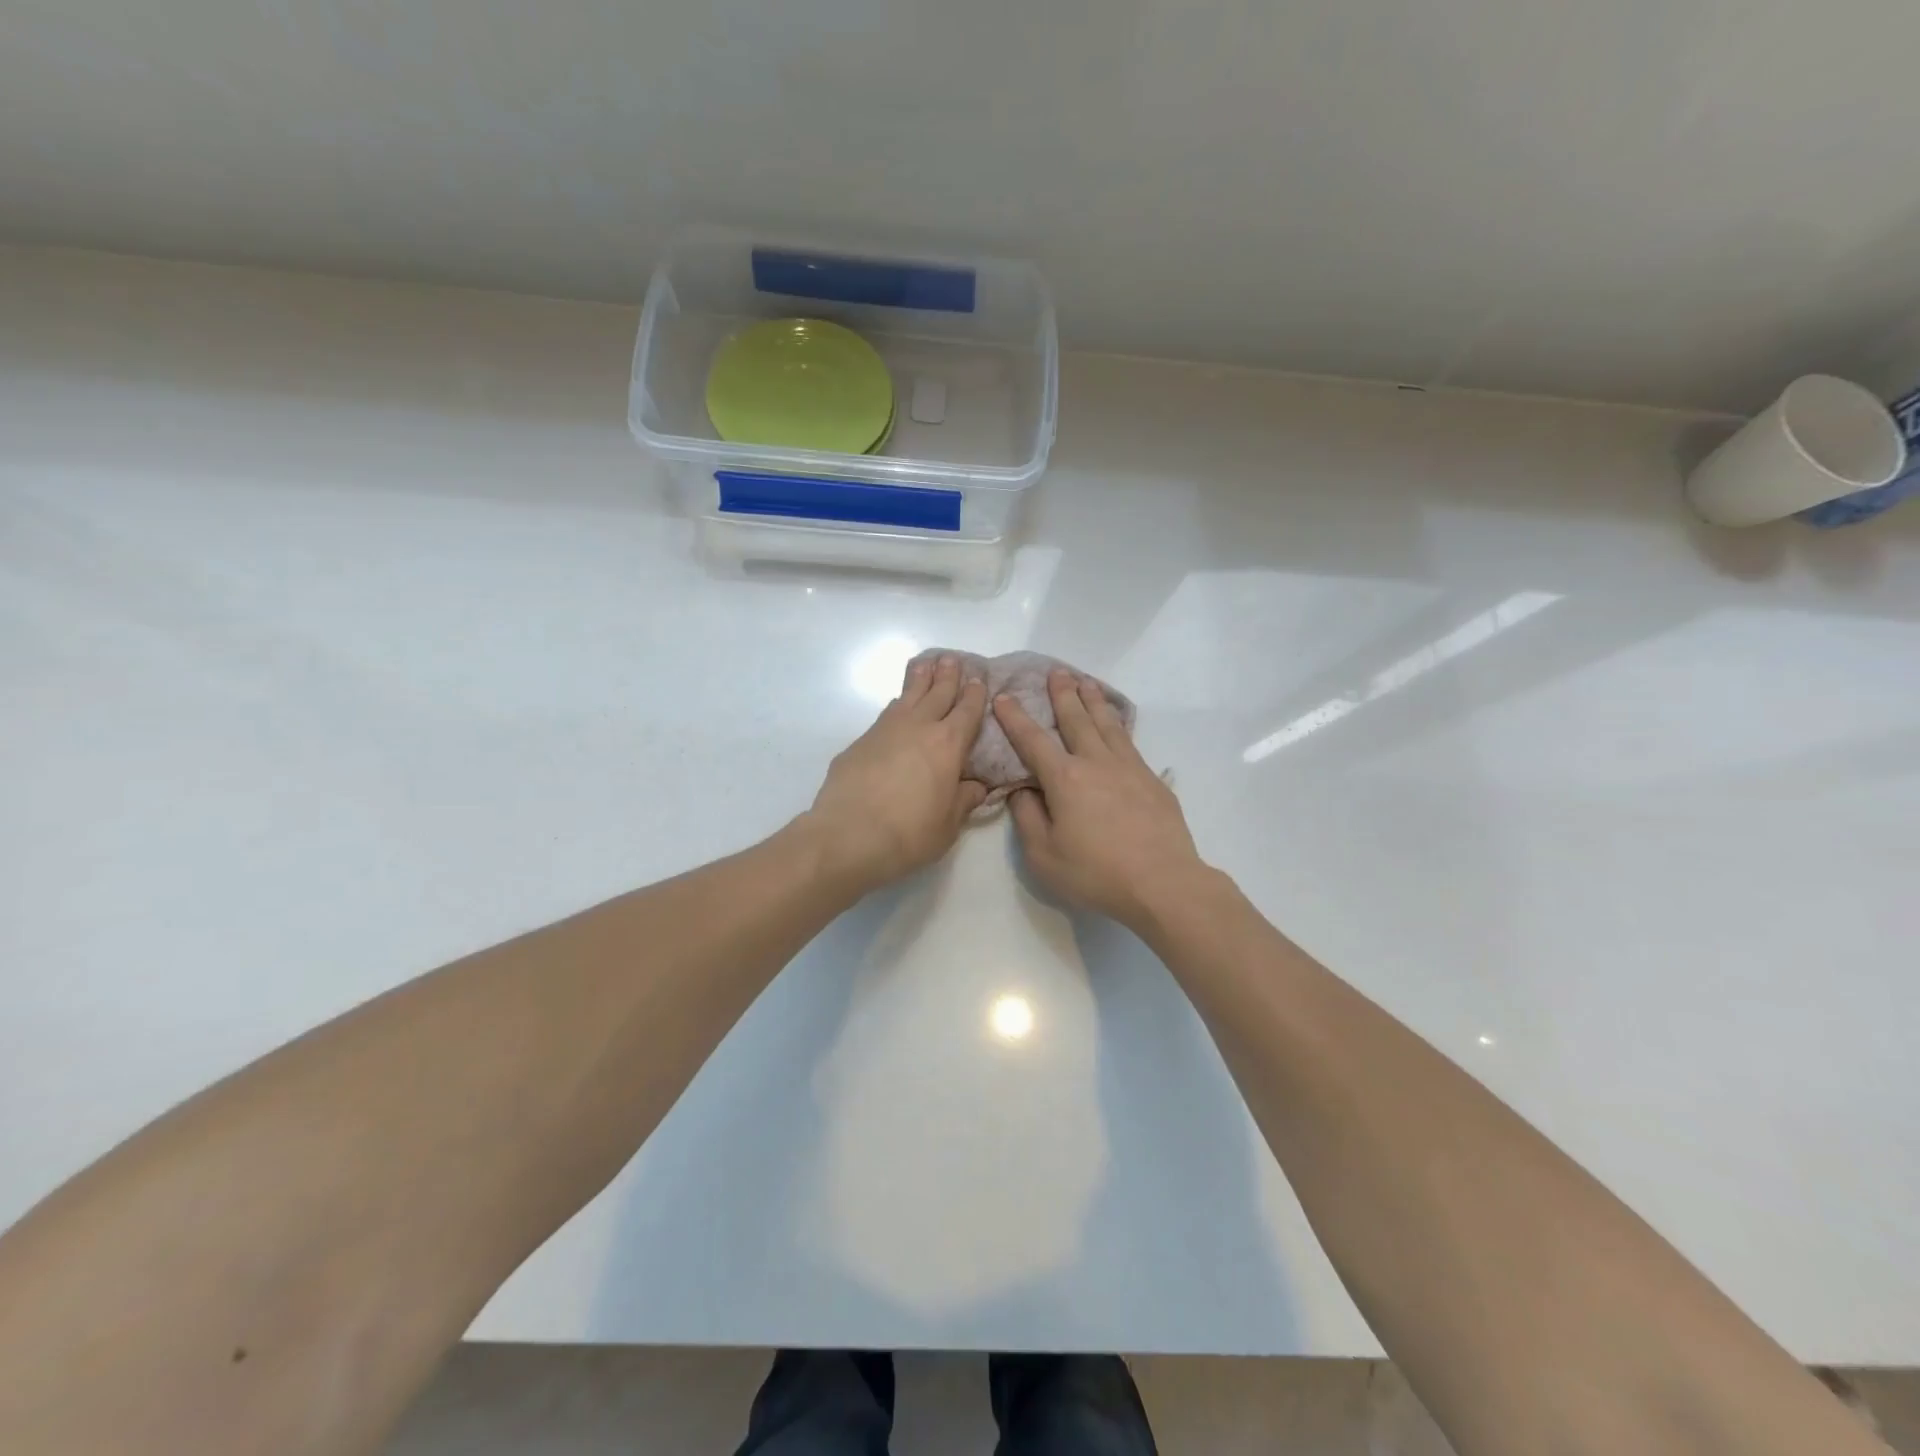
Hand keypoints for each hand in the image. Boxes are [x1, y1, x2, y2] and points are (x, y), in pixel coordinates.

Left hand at [806, 654, 988, 891]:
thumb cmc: (909, 833)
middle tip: (953, 659)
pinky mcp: (860, 742)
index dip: (975, 695)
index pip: (967, 711)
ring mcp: (885, 730)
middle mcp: (918, 727)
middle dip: (948, 676)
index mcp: (948, 744)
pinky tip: (896, 706)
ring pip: (907, 696)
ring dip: (919, 680)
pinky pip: (885, 714)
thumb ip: (964, 800)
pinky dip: (897, 704)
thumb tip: (976, 787)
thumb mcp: (949, 825)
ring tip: (925, 665)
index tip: (979, 680)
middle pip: (937, 693)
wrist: (848, 835)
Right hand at [994, 669, 1205, 931]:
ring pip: (1107, 724)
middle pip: (1076, 720)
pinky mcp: (1151, 780)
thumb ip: (1027, 818)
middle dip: (1062, 695)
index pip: (1033, 741)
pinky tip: (1118, 723)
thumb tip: (1022, 790)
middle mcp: (1096, 762)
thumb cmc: (1096, 873)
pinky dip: (1119, 724)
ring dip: (1093, 701)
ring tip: (1086, 682)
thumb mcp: (1044, 855)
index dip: (1015, 718)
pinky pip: (1130, 741)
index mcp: (1065, 779)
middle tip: (1056, 672)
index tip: (1004, 697)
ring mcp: (1128, 768)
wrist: (1163, 882)